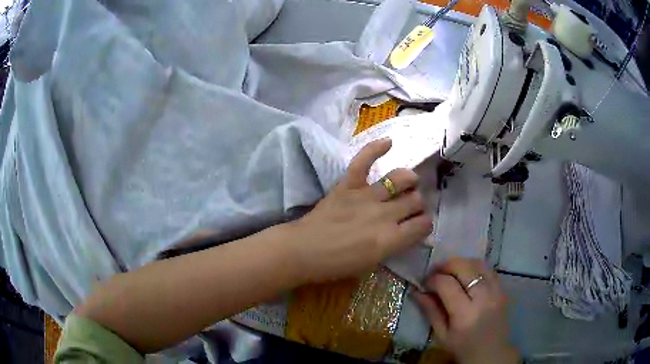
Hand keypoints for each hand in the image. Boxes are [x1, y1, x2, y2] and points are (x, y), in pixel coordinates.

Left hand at [289, 138, 432, 282]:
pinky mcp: (348, 185)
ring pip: (400, 179)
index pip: (423, 225)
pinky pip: (363, 161)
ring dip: (409, 180)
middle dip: (418, 204)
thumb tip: (414, 235)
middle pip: (415, 201)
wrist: (302, 251)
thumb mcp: (372, 263)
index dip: (426, 224)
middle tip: (410, 208)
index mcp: (390, 239)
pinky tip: (389, 142)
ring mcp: (365, 196)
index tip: (420, 225)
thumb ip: (394, 246)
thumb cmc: (336, 265)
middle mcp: (383, 214)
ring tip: (409, 182)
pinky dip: (375, 149)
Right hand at [414, 258, 518, 363]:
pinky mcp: (502, 289)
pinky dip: (474, 266)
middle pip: (464, 268)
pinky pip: (488, 269)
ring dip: (460, 263)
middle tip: (434, 272)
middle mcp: (483, 298)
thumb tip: (416, 291)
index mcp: (465, 314)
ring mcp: (496, 291)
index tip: (424, 283)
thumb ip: (430, 311)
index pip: (447, 284)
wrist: (491, 352)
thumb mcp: (441, 335)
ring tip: (449, 271)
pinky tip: (466, 274)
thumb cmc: (463, 347)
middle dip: (446, 265)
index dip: (433, 279)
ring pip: (477, 264)